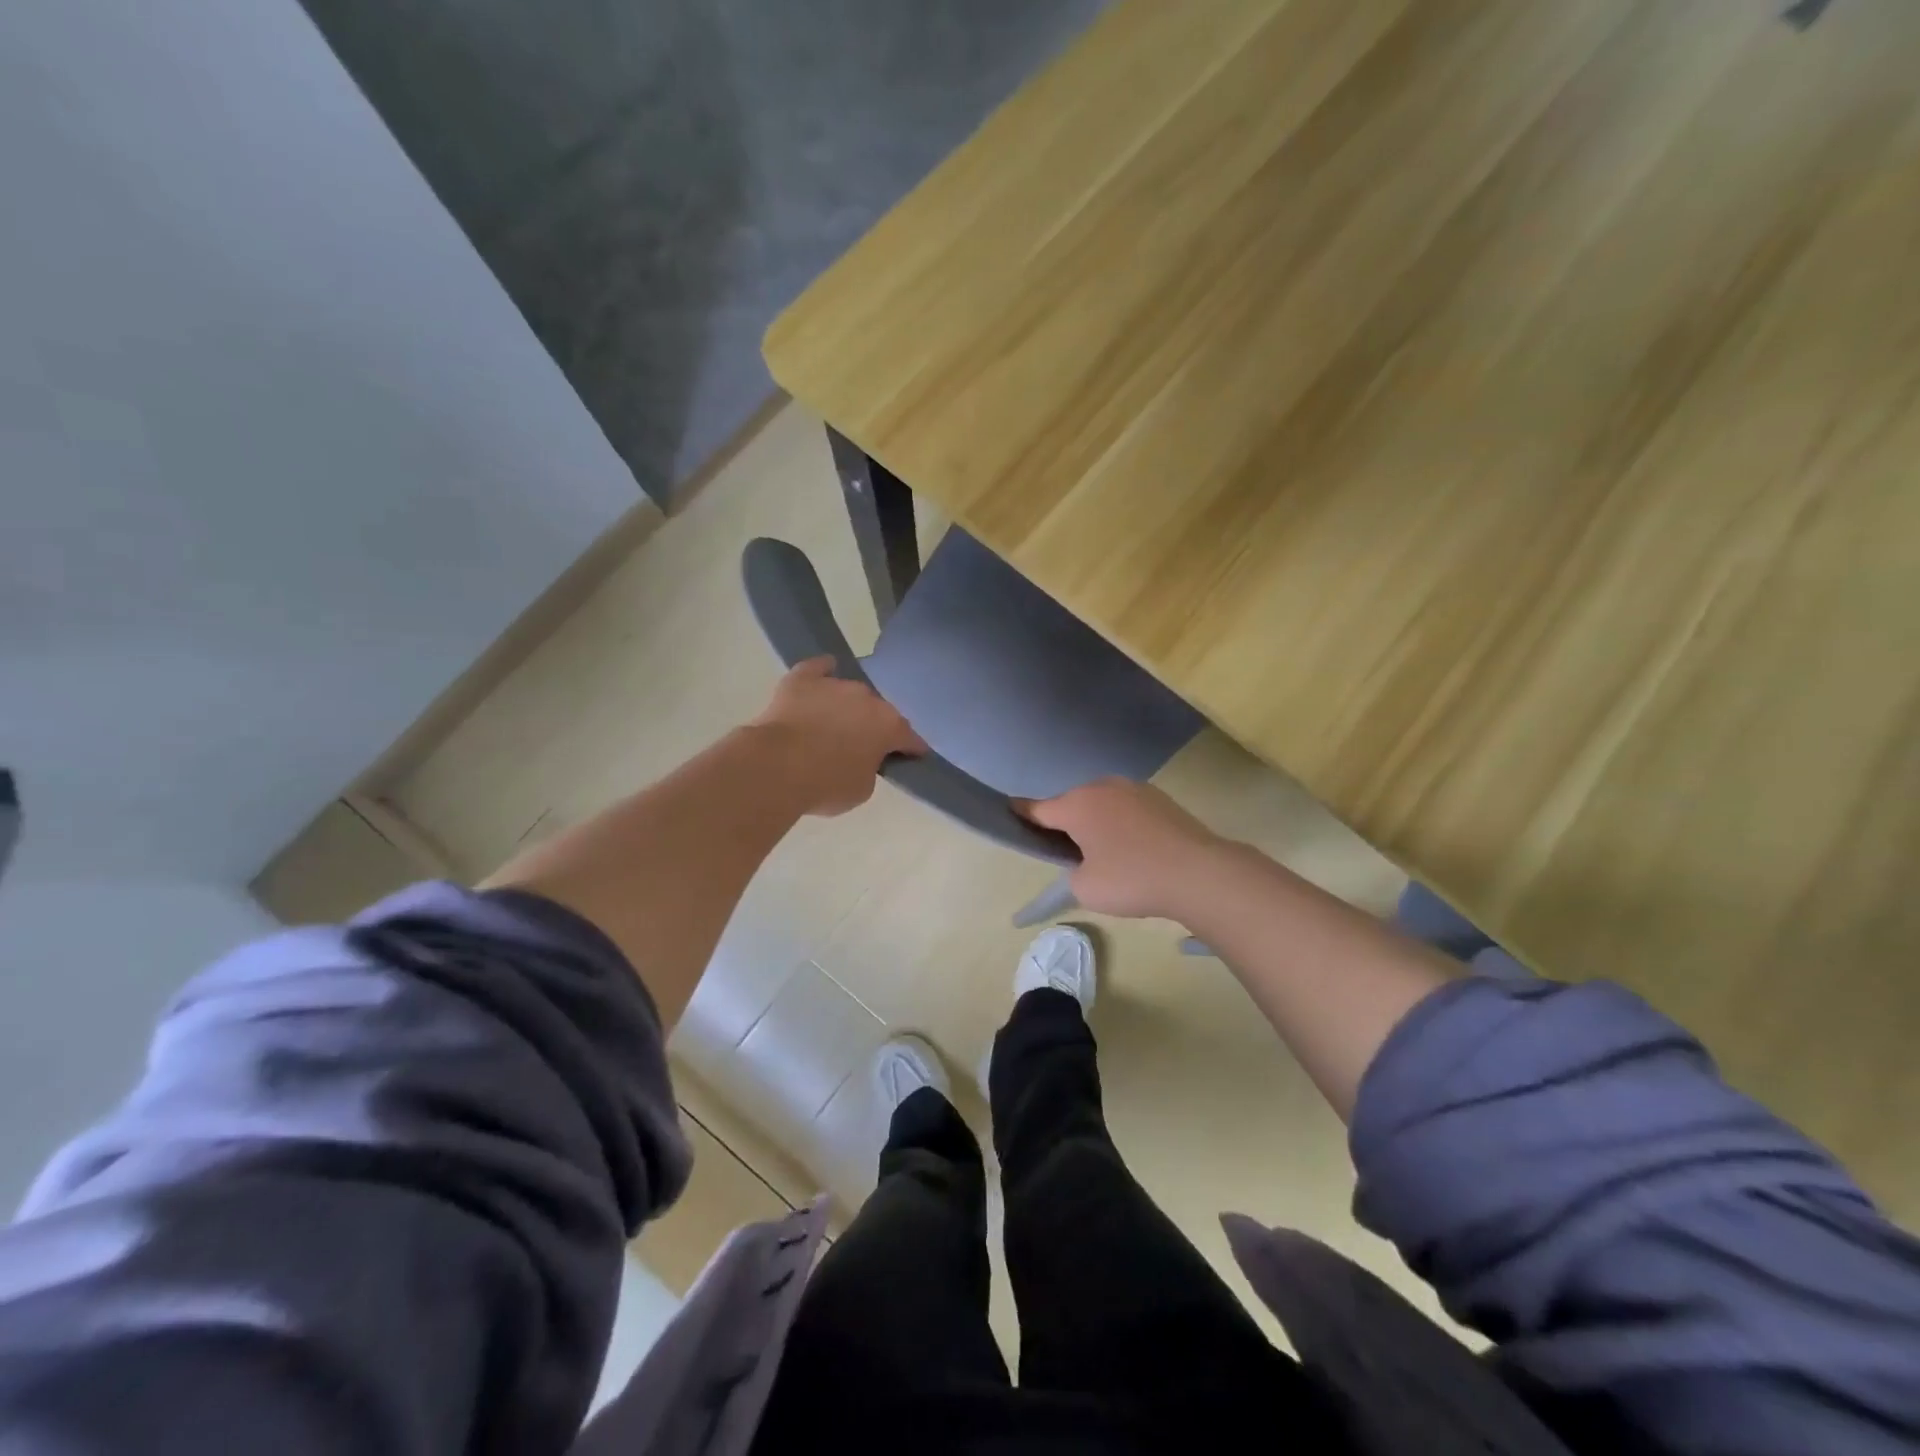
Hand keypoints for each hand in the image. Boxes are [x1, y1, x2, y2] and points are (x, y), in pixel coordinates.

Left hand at [750, 658, 927, 816]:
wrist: (776, 767)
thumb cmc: (825, 785)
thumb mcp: (861, 789)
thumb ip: (870, 769)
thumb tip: (863, 758)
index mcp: (888, 726)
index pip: (909, 738)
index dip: (910, 749)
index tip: (909, 758)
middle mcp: (867, 698)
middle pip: (878, 712)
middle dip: (874, 726)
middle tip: (861, 746)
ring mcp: (835, 685)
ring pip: (849, 693)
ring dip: (847, 706)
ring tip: (834, 723)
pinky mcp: (802, 679)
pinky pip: (818, 668)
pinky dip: (823, 672)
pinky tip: (823, 673)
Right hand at [1020, 778, 1227, 919]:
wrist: (1199, 873)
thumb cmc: (1131, 879)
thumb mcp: (1085, 888)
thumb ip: (1072, 874)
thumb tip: (1084, 864)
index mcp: (1077, 805)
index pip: (1038, 809)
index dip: (1022, 814)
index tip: (1010, 812)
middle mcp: (1102, 787)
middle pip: (1072, 804)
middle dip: (1066, 823)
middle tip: (1069, 854)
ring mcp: (1134, 789)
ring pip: (1102, 804)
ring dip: (1097, 822)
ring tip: (1106, 854)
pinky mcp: (1160, 799)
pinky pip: (1128, 810)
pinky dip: (1123, 824)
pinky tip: (1135, 849)